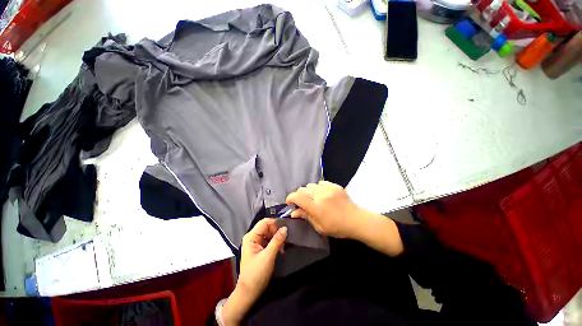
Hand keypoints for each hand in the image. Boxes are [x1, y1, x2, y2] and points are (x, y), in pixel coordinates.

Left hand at [222, 219, 286, 324]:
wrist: (249, 292)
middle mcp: (253, 237)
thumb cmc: (256, 274)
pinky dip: (276, 243)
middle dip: (277, 232)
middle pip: (267, 227)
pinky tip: (280, 250)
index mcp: (251, 236)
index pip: (264, 222)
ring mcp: (256, 243)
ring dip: (277, 238)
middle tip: (285, 241)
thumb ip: (277, 240)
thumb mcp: (268, 256)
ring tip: (283, 247)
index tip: (286, 228)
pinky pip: (269, 240)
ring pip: (269, 233)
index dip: (275, 223)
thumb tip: (285, 228)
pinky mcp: (259, 248)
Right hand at [286, 181, 403, 256]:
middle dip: (299, 196)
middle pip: (302, 190)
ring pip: (310, 185)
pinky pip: (320, 183)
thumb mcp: (320, 226)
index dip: (290, 198)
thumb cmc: (337, 227)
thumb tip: (293, 212)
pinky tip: (321, 194)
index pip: (297, 197)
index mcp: (316, 208)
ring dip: (308, 192)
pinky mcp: (334, 185)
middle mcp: (320, 195)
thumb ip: (306, 216)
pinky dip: (317, 188)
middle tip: (302, 203)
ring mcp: (328, 189)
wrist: (356, 220)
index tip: (289, 202)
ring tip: (313, 199)